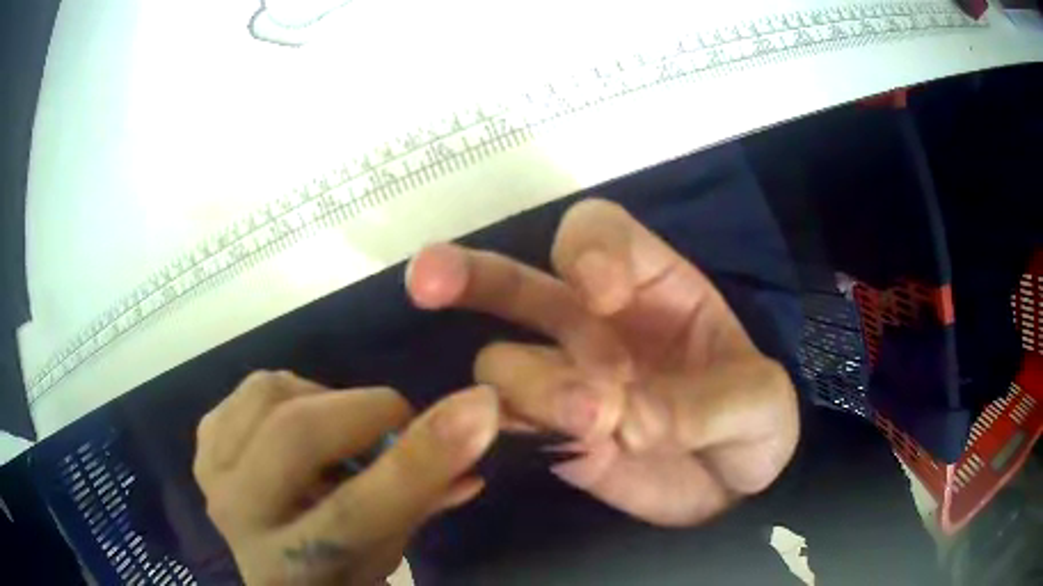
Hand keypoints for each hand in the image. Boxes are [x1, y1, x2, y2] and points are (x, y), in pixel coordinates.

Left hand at [193, 371, 498, 584]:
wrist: (279, 577)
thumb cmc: (343, 573)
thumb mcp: (391, 549)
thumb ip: (429, 493)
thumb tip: (480, 424)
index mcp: (298, 568)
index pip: (359, 509)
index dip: (420, 457)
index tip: (478, 406)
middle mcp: (242, 522)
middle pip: (296, 437)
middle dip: (364, 411)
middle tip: (395, 419)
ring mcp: (212, 479)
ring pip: (266, 395)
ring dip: (320, 400)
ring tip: (339, 430)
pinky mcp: (203, 448)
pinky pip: (248, 392)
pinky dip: (285, 395)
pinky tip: (296, 427)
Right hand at [406, 199, 798, 525]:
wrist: (735, 489)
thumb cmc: (756, 422)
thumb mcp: (757, 401)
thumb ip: (702, 405)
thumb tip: (626, 420)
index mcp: (650, 286)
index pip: (597, 232)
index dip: (587, 249)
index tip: (601, 294)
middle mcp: (593, 324)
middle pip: (515, 283)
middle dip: (468, 274)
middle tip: (428, 280)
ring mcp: (566, 381)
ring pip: (505, 363)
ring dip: (532, 387)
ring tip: (591, 420)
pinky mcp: (552, 437)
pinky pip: (507, 423)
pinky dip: (507, 431)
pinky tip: (539, 445)